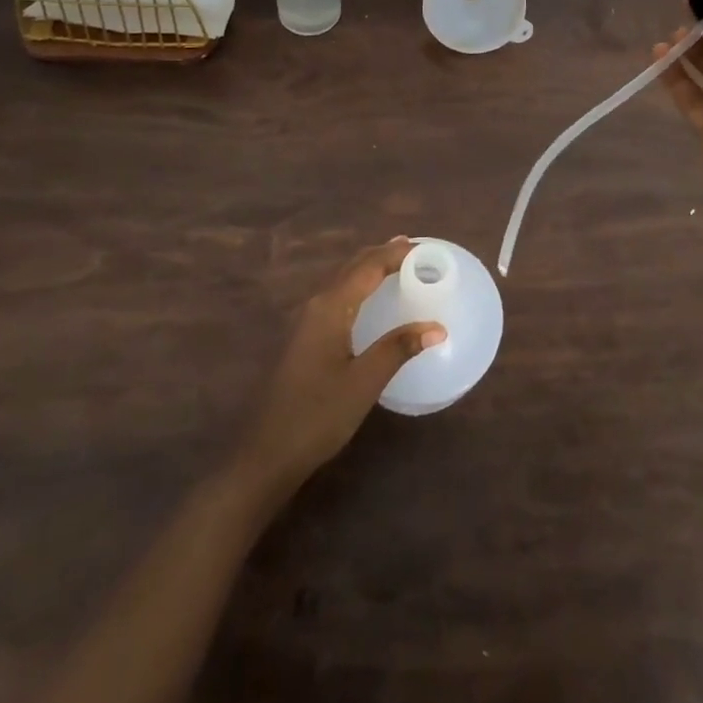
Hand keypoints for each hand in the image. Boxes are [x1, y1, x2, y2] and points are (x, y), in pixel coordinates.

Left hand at [234, 238, 445, 492]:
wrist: (265, 455)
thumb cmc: (317, 416)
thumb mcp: (363, 383)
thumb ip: (398, 349)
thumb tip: (437, 327)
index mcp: (330, 308)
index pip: (367, 267)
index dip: (395, 253)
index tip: (424, 247)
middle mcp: (315, 305)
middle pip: (352, 267)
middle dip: (381, 254)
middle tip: (412, 249)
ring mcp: (305, 322)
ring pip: (341, 281)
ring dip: (368, 269)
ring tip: (395, 264)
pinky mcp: (303, 339)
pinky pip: (336, 297)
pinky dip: (357, 287)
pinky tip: (367, 301)